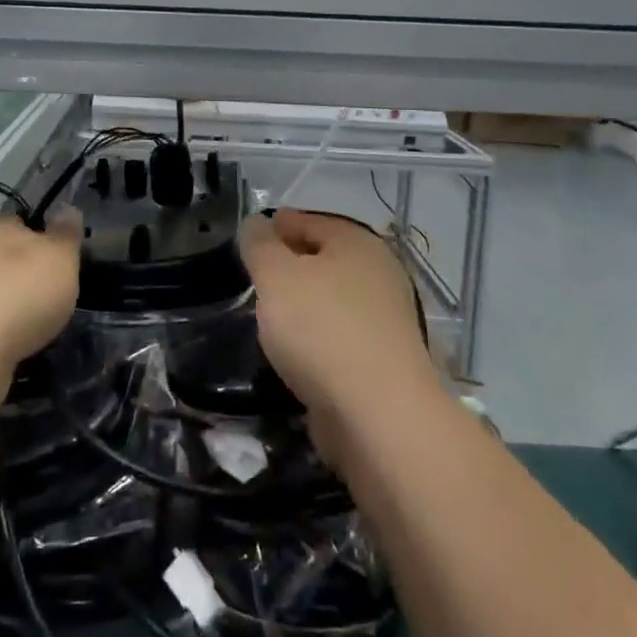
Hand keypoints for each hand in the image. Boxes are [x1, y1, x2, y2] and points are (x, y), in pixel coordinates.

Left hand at [0, 211, 81, 404]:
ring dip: (3, 295)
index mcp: (2, 225)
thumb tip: (68, 208)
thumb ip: (66, 234)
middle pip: (2, 251)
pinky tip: (4, 337)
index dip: (41, 234)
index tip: (57, 254)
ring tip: (28, 319)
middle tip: (45, 289)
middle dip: (20, 267)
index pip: (22, 220)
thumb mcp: (61, 259)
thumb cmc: (23, 292)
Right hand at [239, 209, 435, 430]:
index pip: (311, 221)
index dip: (278, 225)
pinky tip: (293, 348)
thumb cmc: (322, 329)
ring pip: (332, 298)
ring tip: (268, 313)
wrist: (378, 414)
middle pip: (325, 258)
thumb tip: (256, 223)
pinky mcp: (383, 360)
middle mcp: (379, 274)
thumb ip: (260, 245)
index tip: (250, 238)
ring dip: (303, 302)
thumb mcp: (275, 276)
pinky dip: (316, 334)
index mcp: (358, 243)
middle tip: (254, 275)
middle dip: (290, 263)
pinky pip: (339, 333)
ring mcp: (386, 319)